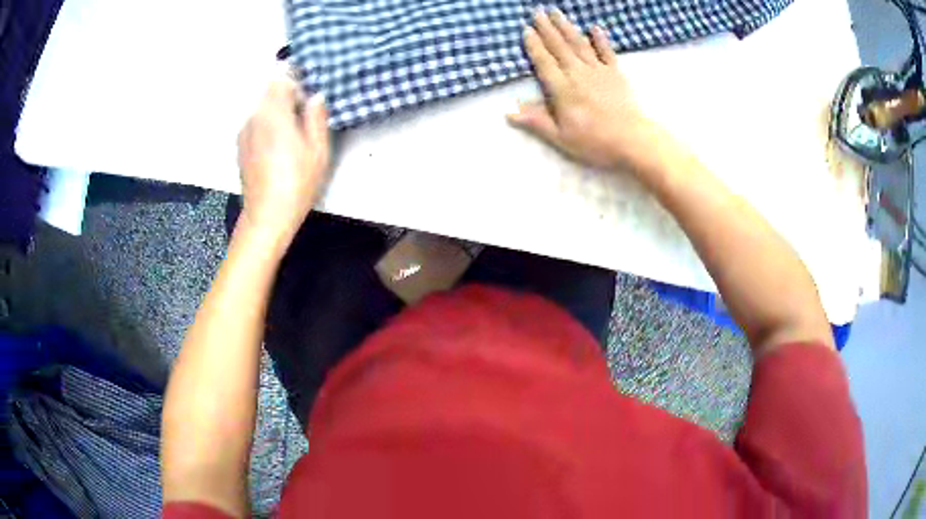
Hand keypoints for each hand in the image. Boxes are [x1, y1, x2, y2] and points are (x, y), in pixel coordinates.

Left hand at [237, 77, 329, 243]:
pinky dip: (266, 126)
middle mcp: (254, 118)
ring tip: (291, 136)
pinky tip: (277, 149)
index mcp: (274, 113)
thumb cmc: (297, 182)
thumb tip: (316, 97)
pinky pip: (255, 124)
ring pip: (262, 108)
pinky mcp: (240, 146)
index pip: (281, 79)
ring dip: (277, 113)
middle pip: (269, 93)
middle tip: (304, 118)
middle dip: (287, 98)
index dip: (296, 83)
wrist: (266, 215)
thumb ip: (316, 117)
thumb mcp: (318, 150)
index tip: (308, 98)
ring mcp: (244, 132)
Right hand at [508, 8, 659, 171]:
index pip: (543, 61)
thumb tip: (508, 111)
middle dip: (546, 28)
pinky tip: (594, 27)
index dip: (534, 45)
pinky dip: (600, 39)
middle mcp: (577, 73)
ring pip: (579, 43)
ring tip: (556, 12)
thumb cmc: (594, 142)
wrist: (632, 140)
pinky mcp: (615, 73)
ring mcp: (598, 71)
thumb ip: (536, 121)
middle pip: (559, 46)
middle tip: (537, 11)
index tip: (526, 29)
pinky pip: (606, 51)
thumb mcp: (561, 137)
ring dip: (566, 26)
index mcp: (562, 88)